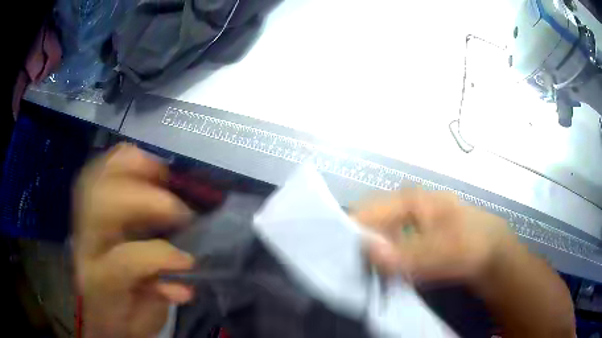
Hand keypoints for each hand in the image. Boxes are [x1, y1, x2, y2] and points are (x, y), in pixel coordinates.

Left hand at [73, 143, 194, 337]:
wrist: (99, 316)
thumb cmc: (124, 319)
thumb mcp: (147, 319)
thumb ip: (162, 295)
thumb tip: (185, 273)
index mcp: (101, 282)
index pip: (124, 258)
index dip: (160, 255)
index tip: (189, 260)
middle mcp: (84, 247)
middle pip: (101, 204)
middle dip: (143, 197)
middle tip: (175, 203)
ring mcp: (79, 225)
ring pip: (93, 179)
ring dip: (129, 167)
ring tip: (160, 172)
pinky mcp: (82, 212)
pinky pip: (94, 173)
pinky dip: (116, 162)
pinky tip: (137, 163)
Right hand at [353, 188, 514, 283]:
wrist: (489, 250)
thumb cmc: (469, 243)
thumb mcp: (442, 250)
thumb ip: (407, 253)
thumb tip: (368, 251)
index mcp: (407, 199)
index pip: (365, 212)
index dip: (349, 234)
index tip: (340, 261)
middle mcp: (402, 205)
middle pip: (367, 224)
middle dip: (358, 249)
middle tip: (353, 275)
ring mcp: (405, 220)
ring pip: (376, 237)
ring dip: (370, 258)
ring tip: (366, 278)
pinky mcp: (409, 235)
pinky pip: (386, 247)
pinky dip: (382, 262)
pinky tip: (383, 275)